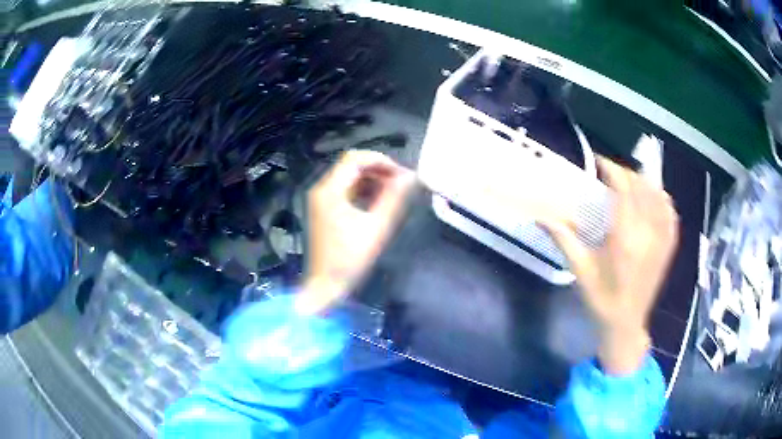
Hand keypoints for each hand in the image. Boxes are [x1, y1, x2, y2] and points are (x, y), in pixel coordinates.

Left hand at [297, 150, 414, 314]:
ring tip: (394, 191)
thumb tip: (410, 177)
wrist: (324, 285)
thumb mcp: (376, 228)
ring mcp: (321, 199)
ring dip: (371, 178)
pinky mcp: (324, 209)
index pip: (354, 158)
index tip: (401, 173)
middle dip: (377, 169)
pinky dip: (362, 189)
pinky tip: (379, 200)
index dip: (380, 160)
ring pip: (348, 176)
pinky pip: (345, 189)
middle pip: (350, 165)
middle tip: (401, 182)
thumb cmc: (350, 259)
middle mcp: (321, 189)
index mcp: (330, 190)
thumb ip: (394, 199)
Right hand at [541, 157, 679, 374]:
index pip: (624, 189)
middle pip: (641, 187)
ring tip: (629, 182)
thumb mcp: (580, 271)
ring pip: (658, 196)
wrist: (625, 324)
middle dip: (625, 173)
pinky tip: (653, 196)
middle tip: (610, 173)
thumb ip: (564, 240)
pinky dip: (662, 198)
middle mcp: (647, 234)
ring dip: (643, 182)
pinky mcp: (668, 246)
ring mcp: (661, 240)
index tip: (599, 162)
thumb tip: (540, 217)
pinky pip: (670, 212)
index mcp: (625, 239)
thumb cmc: (601, 299)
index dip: (612, 170)